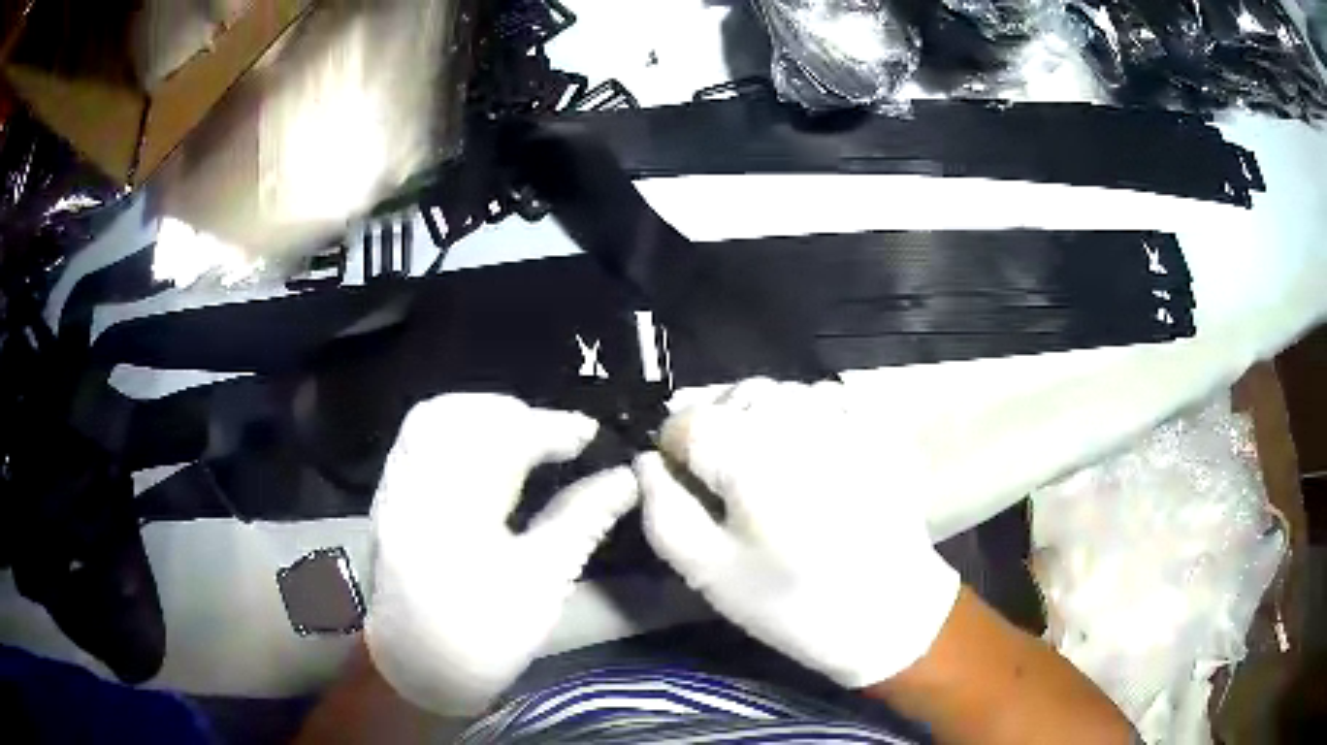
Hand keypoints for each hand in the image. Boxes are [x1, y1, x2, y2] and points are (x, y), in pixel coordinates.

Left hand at [364, 394, 637, 714]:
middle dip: (512, 412)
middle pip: (455, 414)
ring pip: (429, 419)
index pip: (501, 441)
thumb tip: (625, 480)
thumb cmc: (485, 638)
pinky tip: (482, 453)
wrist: (418, 669)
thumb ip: (582, 520)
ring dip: (481, 415)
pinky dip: (455, 430)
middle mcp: (413, 489)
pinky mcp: (387, 496)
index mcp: (454, 516)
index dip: (550, 427)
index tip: (588, 433)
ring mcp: (392, 490)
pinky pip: (416, 439)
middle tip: (553, 434)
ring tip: (521, 437)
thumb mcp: (542, 584)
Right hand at [635, 378, 959, 688]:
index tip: (682, 484)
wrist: (888, 610)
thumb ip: (662, 508)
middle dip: (711, 428)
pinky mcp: (871, 424)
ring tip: (762, 466)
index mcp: (747, 451)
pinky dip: (798, 416)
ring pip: (772, 391)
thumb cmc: (791, 601)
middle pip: (728, 396)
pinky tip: (805, 455)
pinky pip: (817, 398)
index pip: (683, 418)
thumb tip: (647, 461)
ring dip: (753, 418)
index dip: (672, 450)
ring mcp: (840, 415)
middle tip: (720, 480)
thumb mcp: (707, 571)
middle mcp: (793, 416)